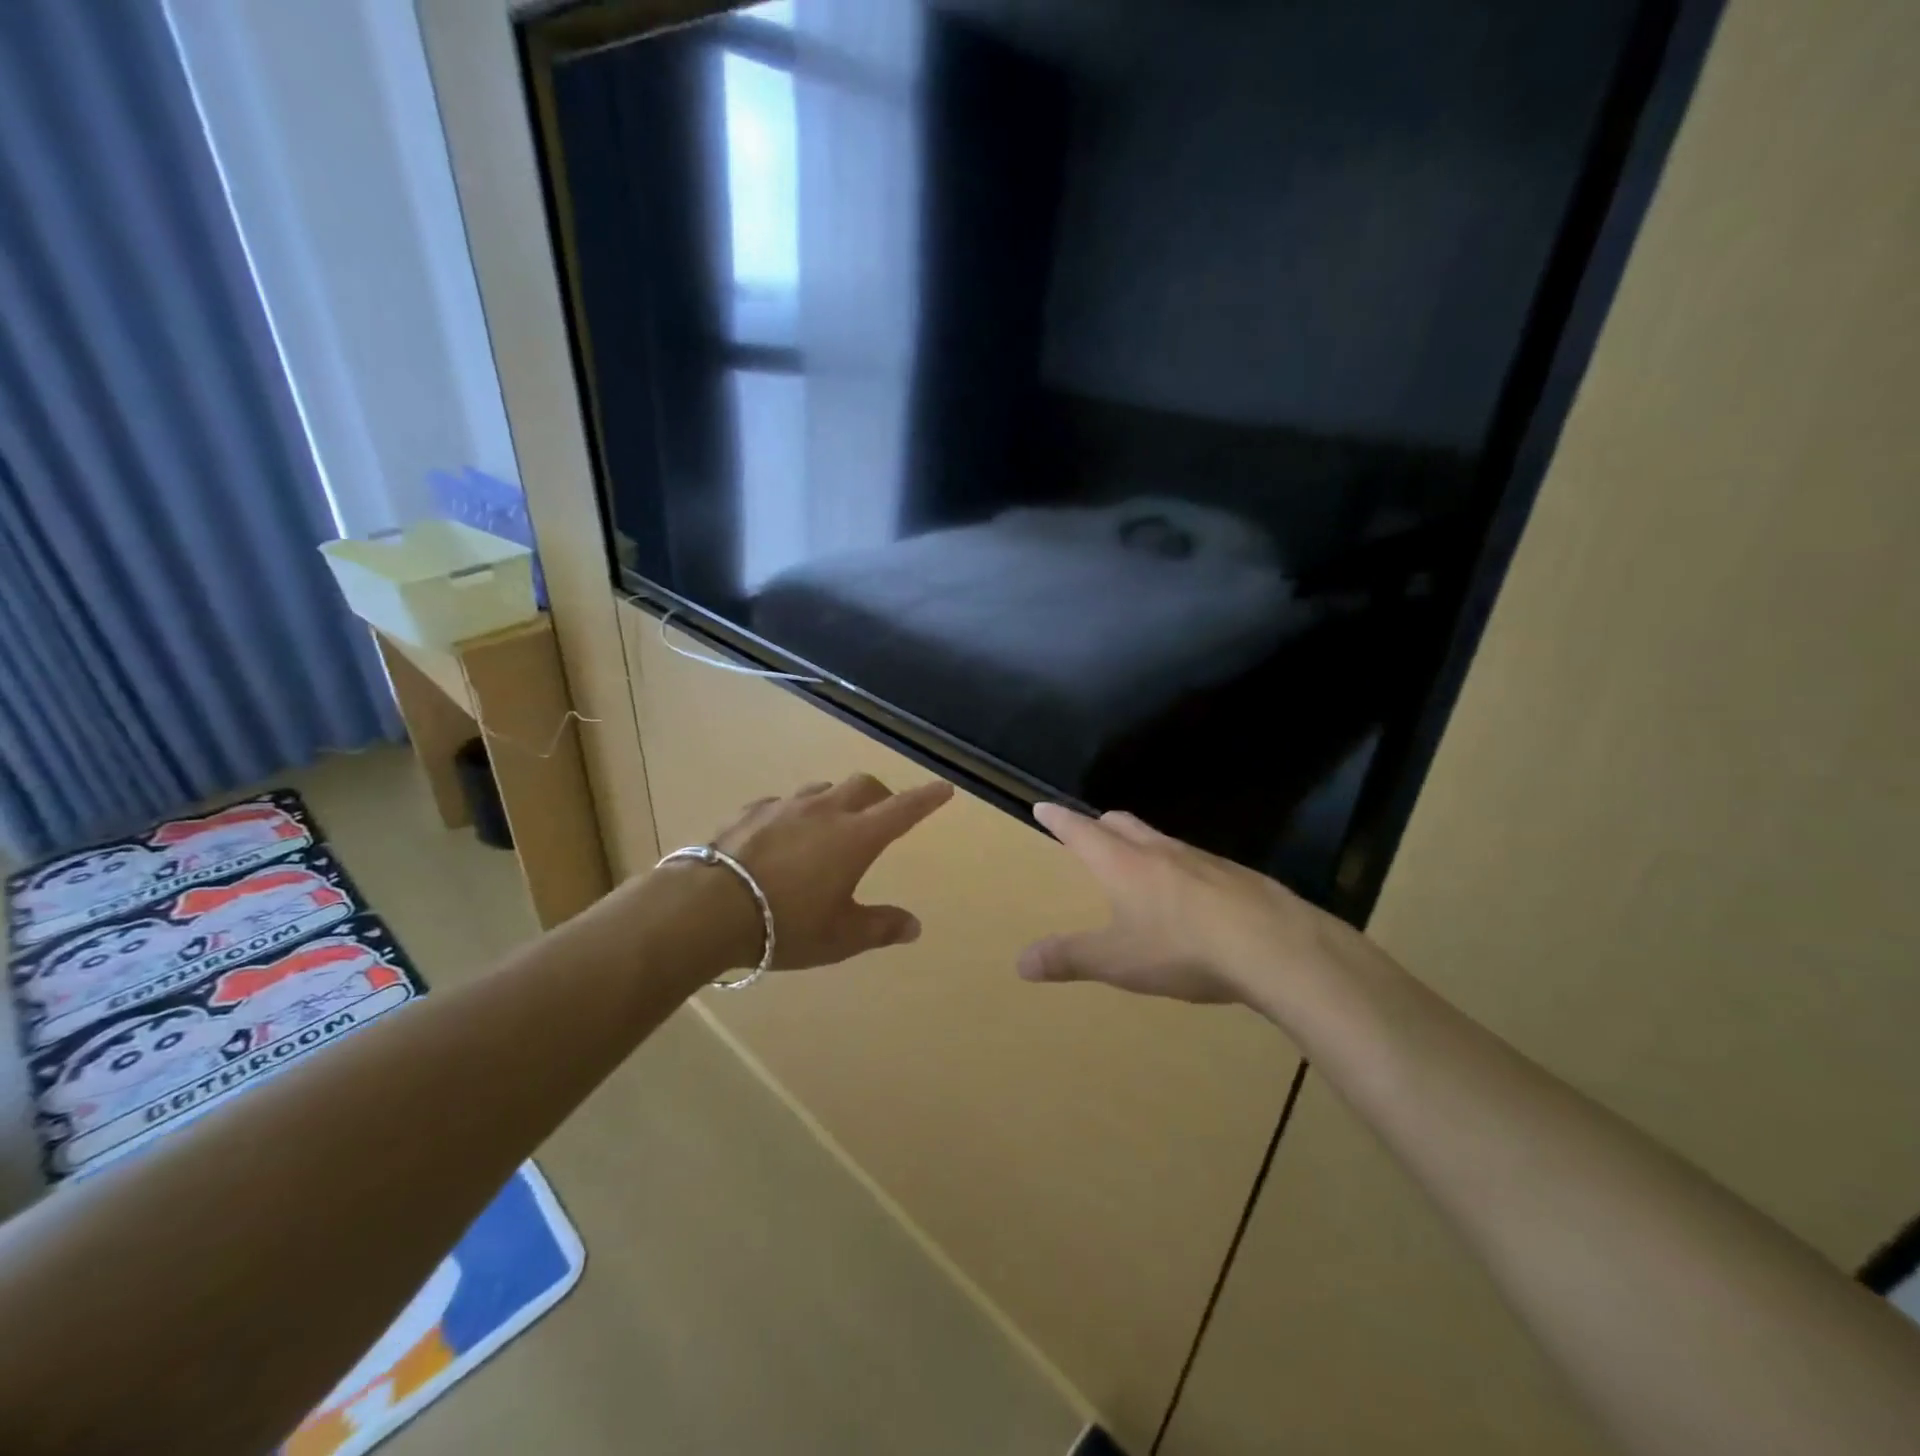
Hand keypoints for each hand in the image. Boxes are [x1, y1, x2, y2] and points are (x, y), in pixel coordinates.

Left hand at [701, 774, 954, 970]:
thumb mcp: (840, 937)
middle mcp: (825, 811)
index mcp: (856, 837)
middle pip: (864, 785)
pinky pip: (784, 802)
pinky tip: (783, 835)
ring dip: (837, 800)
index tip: (944, 788)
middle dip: (881, 795)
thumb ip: (880, 927)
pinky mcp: (752, 810)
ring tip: (831, 824)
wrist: (707, 907)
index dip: (927, 798)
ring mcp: (786, 806)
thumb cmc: (785, 924)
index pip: (903, 809)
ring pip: (823, 789)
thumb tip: (915, 926)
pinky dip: (796, 813)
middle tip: (882, 814)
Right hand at [1018, 803, 1375, 1006]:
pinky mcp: (1234, 874)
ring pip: (1160, 839)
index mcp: (1122, 863)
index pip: (1080, 830)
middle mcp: (1158, 850)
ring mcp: (1200, 859)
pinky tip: (1190, 897)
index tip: (1043, 806)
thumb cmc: (1182, 948)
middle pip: (1122, 823)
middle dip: (1100, 824)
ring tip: (1137, 863)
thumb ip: (1069, 959)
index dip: (1059, 819)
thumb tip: (1020, 963)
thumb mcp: (1117, 961)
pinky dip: (1178, 868)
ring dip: (1141, 843)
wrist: (1273, 946)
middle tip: (1090, 831)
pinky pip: (1194, 861)